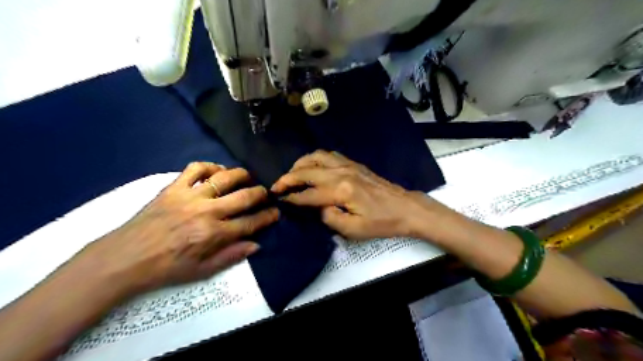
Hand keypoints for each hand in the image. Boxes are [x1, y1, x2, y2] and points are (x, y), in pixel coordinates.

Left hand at [72, 162, 278, 296]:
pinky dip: (210, 166)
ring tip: (247, 178)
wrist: (125, 258)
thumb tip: (256, 245)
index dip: (267, 217)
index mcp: (214, 234)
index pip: (250, 223)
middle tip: (265, 193)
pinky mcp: (174, 187)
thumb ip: (231, 256)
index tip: (276, 212)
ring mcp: (190, 196)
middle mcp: (207, 212)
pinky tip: (217, 172)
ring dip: (241, 175)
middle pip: (244, 197)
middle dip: (261, 194)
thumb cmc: (166, 268)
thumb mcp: (202, 271)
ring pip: (224, 177)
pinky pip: (195, 168)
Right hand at [269, 150, 427, 240]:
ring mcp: (348, 165)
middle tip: (277, 186)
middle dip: (288, 178)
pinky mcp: (353, 163)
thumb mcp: (353, 230)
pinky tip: (312, 167)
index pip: (308, 194)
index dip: (291, 198)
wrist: (404, 207)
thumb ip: (329, 218)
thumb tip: (316, 207)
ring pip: (316, 156)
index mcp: (341, 191)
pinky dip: (315, 159)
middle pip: (307, 171)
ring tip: (292, 174)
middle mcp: (341, 173)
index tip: (279, 199)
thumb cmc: (381, 222)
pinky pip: (328, 154)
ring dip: (300, 164)